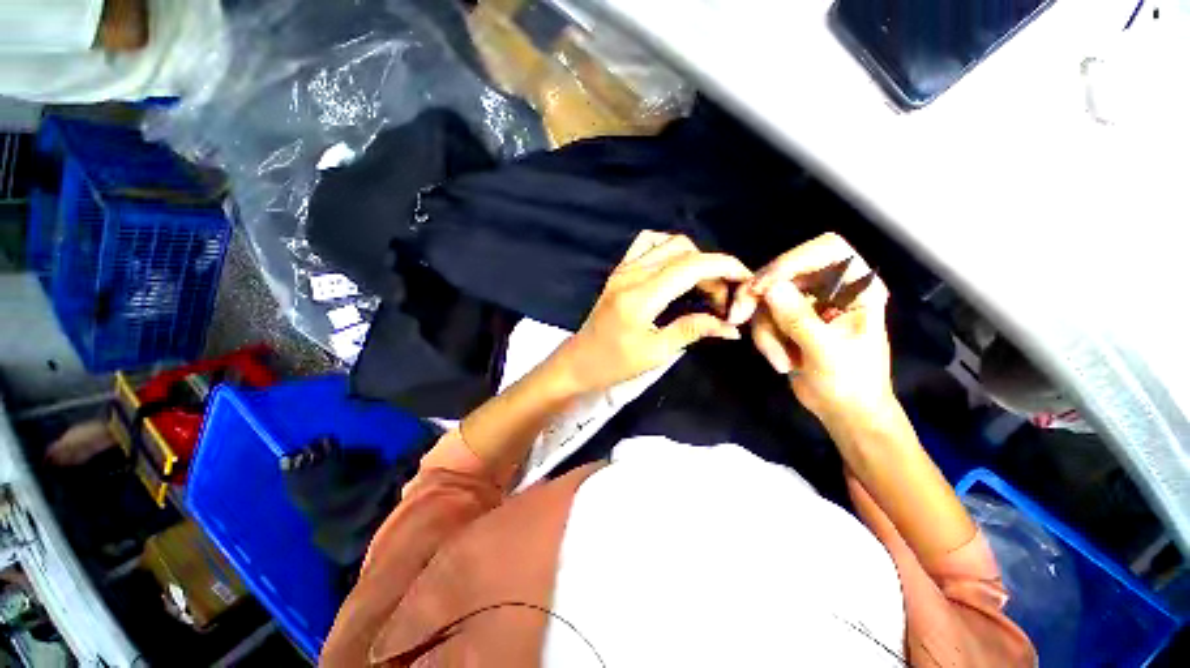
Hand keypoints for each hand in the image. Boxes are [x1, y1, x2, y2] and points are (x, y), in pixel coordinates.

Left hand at [555, 231, 750, 392]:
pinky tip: (675, 269)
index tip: (745, 280)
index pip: (691, 266)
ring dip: (692, 257)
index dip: (724, 267)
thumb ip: (693, 330)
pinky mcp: (619, 270)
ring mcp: (623, 268)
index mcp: (641, 296)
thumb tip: (731, 327)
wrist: (580, 361)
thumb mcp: (657, 352)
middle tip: (720, 298)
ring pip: (667, 243)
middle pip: (683, 251)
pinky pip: (646, 244)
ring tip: (701, 284)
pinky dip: (668, 249)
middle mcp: (632, 274)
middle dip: (712, 268)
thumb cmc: (615, 363)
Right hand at [730, 234, 894, 424]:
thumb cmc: (851, 383)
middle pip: (784, 271)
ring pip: (766, 298)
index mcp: (857, 287)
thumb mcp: (827, 353)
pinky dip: (764, 339)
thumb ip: (799, 319)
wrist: (845, 411)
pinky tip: (781, 361)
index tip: (763, 286)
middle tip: (738, 315)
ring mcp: (806, 303)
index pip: (826, 250)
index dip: (792, 260)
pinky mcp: (787, 318)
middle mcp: (831, 287)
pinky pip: (762, 316)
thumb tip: (769, 288)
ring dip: (765, 330)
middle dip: (759, 296)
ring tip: (779, 359)